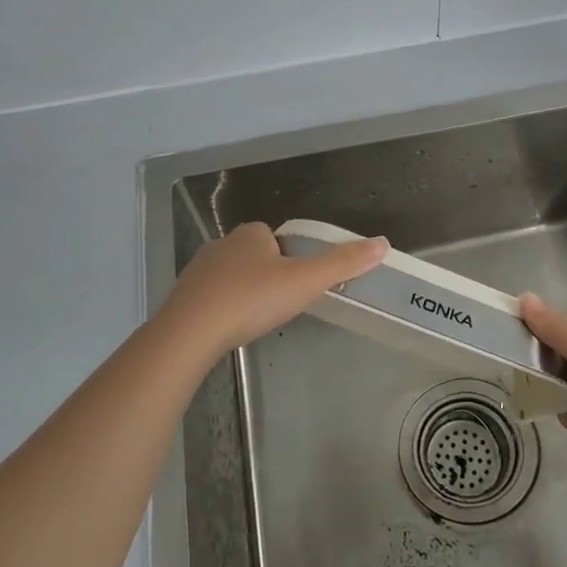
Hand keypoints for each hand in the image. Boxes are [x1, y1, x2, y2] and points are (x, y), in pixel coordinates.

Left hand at [158, 222, 387, 358]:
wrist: (189, 333)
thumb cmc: (251, 300)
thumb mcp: (305, 281)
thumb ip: (343, 263)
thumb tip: (382, 243)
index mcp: (252, 233)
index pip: (278, 239)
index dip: (292, 260)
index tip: (298, 286)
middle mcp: (223, 243)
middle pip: (256, 257)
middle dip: (269, 276)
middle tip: (280, 306)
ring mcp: (199, 269)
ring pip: (233, 277)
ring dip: (245, 293)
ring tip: (256, 320)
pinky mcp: (184, 295)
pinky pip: (212, 297)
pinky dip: (224, 309)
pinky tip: (229, 329)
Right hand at [520, 293, 566, 493]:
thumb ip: (554, 329)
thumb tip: (523, 296)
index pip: (564, 331)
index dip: (538, 334)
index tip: (509, 338)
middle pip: (562, 360)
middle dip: (539, 363)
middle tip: (506, 364)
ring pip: (565, 388)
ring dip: (546, 388)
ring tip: (512, 385)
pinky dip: (558, 412)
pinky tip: (534, 409)